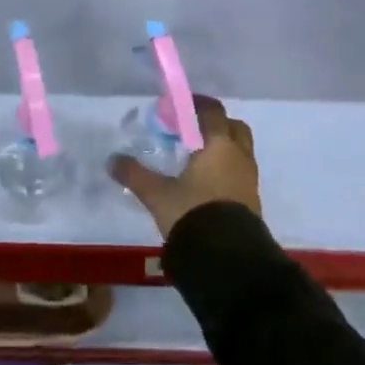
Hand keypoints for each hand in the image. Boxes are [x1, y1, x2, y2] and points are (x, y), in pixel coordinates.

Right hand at [109, 96, 259, 238]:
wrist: (228, 260)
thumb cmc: (193, 214)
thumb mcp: (158, 195)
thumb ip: (135, 175)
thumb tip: (112, 160)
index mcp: (219, 145)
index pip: (213, 111)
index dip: (196, 104)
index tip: (179, 106)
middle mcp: (239, 156)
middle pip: (234, 127)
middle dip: (215, 125)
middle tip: (192, 132)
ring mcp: (249, 180)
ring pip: (240, 151)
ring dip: (223, 149)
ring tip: (197, 160)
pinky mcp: (252, 202)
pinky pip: (240, 174)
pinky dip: (227, 171)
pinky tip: (206, 185)